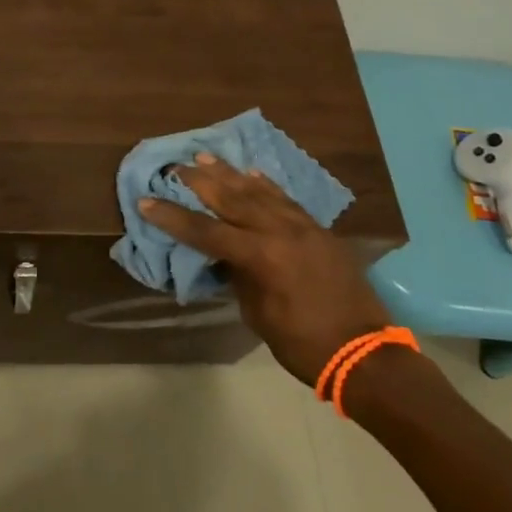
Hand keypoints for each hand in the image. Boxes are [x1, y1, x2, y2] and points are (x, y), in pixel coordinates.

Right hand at [138, 154, 390, 384]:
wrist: (364, 353)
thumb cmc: (303, 344)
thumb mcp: (258, 314)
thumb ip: (240, 277)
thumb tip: (227, 258)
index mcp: (260, 257)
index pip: (206, 231)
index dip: (173, 217)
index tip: (146, 201)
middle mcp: (280, 232)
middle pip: (232, 199)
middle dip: (200, 182)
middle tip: (176, 166)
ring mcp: (303, 228)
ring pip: (260, 192)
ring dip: (230, 175)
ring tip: (206, 158)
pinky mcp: (319, 231)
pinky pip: (287, 200)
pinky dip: (266, 186)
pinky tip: (253, 175)